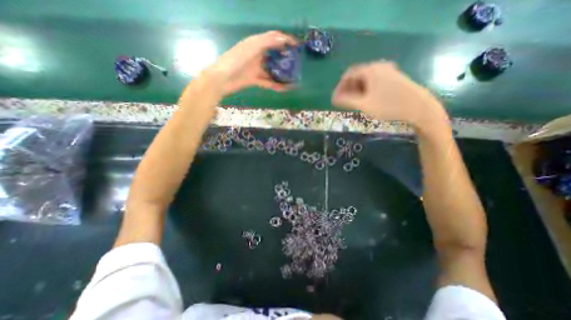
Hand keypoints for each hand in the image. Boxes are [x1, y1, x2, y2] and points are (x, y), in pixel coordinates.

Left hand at [206, 30, 298, 93]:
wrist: (221, 79)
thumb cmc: (235, 60)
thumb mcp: (251, 47)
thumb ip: (267, 42)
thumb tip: (283, 39)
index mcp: (255, 43)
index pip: (273, 38)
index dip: (285, 40)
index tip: (297, 46)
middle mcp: (257, 54)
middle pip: (274, 54)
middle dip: (285, 57)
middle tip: (296, 63)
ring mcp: (256, 68)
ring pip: (272, 69)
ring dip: (281, 73)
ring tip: (292, 77)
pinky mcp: (254, 79)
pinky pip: (267, 81)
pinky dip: (275, 85)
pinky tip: (284, 88)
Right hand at [334, 61, 448, 126]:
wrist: (419, 107)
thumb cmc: (389, 106)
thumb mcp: (364, 105)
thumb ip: (346, 101)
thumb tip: (334, 99)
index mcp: (370, 70)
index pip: (348, 75)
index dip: (339, 87)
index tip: (335, 99)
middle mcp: (378, 66)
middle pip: (356, 75)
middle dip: (347, 89)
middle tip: (343, 102)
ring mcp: (387, 70)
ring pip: (365, 78)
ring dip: (356, 89)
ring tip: (352, 102)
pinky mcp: (393, 77)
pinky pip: (374, 80)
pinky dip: (366, 88)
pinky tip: (365, 99)